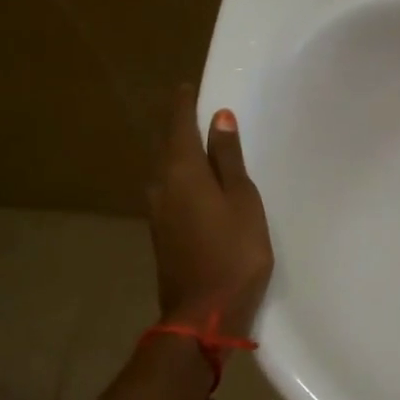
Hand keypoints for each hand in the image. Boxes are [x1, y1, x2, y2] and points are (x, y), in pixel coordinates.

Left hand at [148, 86, 273, 337]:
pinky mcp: (161, 233)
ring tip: (199, 142)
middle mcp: (161, 186)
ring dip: (179, 152)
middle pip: (167, 147)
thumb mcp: (243, 200)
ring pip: (166, 170)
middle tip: (196, 110)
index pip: (178, 126)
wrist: (204, 312)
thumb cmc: (234, 251)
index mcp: (182, 172)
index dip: (183, 105)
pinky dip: (181, 176)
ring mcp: (157, 212)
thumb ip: (229, 159)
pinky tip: (196, 182)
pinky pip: (169, 190)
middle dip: (179, 126)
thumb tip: (219, 118)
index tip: (187, 86)